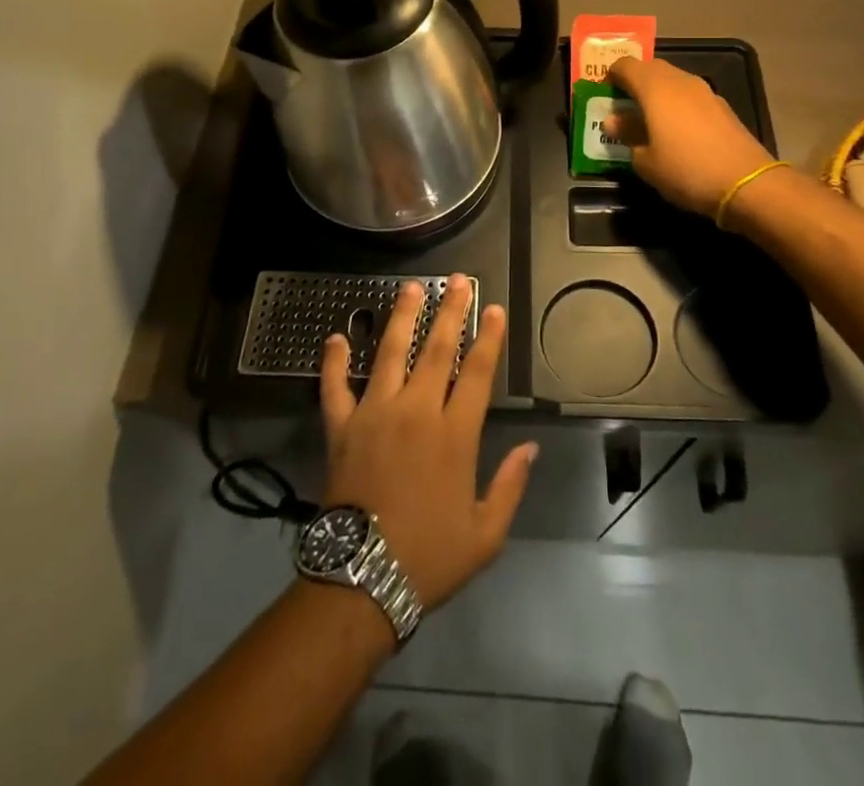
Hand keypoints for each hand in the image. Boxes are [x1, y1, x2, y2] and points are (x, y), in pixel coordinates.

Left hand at [320, 276, 536, 611]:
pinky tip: (335, 337)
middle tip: (457, 280)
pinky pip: (334, 387)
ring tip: (410, 288)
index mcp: (454, 434)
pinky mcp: (341, 427)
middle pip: (437, 349)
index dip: (489, 338)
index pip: (477, 372)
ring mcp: (375, 414)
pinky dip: (333, 361)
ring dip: (402, 318)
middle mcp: (416, 411)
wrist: (361, 581)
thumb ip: (510, 486)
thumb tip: (531, 448)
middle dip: (450, 311)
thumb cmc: (429, 557)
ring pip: (390, 353)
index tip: (494, 309)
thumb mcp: (486, 534)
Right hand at [604, 56, 776, 217]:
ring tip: (648, 119)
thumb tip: (614, 121)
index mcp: (654, 87)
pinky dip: (677, 105)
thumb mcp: (645, 161)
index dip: (611, 75)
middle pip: (651, 68)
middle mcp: (679, 80)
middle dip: (634, 81)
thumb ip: (627, 135)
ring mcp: (704, 91)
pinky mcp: (722, 106)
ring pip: (672, 80)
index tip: (604, 93)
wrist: (746, 183)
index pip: (625, 65)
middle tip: (623, 105)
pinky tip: (676, 130)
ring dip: (657, 93)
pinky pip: (690, 96)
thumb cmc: (685, 170)